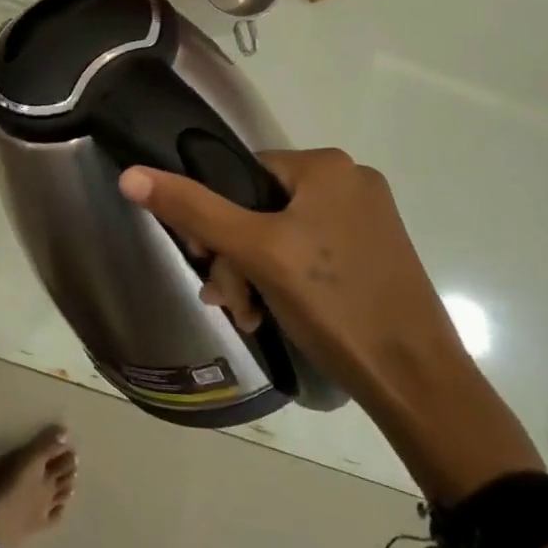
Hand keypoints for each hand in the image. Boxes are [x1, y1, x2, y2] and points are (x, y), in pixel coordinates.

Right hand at [116, 149, 465, 397]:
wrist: (416, 381)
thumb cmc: (334, 303)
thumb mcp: (255, 252)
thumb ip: (193, 210)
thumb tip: (131, 176)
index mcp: (327, 166)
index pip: (242, 174)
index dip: (214, 216)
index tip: (204, 260)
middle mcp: (350, 181)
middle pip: (261, 208)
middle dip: (235, 256)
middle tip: (228, 302)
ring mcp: (367, 219)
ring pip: (283, 235)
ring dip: (255, 274)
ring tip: (248, 316)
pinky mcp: (375, 253)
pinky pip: (311, 253)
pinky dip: (285, 280)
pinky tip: (274, 314)